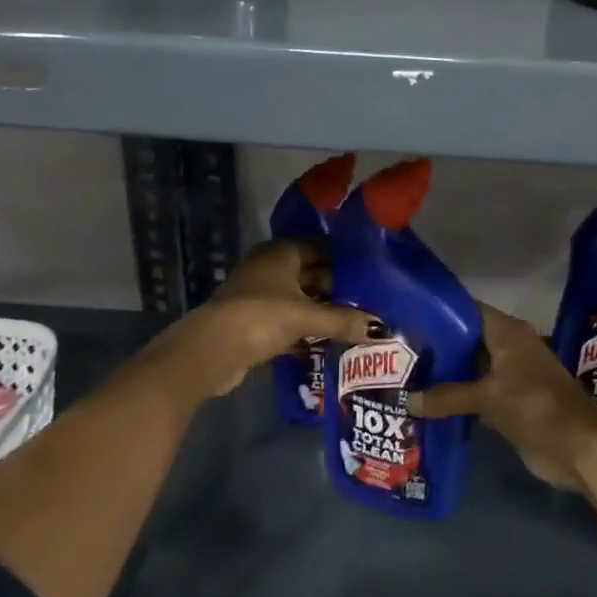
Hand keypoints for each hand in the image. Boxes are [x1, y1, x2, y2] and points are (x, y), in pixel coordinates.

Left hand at [152, 240, 379, 404]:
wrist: (211, 350)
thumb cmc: (261, 316)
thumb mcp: (307, 316)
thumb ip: (343, 321)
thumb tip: (384, 328)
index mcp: (280, 252)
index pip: (320, 246)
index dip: (344, 259)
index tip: (371, 272)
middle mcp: (269, 267)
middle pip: (310, 273)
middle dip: (336, 288)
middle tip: (369, 301)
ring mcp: (258, 294)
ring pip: (299, 298)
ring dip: (321, 310)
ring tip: (355, 322)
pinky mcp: (253, 321)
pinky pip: (287, 319)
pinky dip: (305, 329)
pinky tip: (327, 342)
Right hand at [406, 303, 596, 490]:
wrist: (580, 447)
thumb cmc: (536, 405)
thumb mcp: (488, 397)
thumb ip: (447, 396)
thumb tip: (408, 400)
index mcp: (508, 333)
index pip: (468, 310)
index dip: (441, 312)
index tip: (409, 316)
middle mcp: (509, 348)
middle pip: (467, 341)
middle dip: (438, 347)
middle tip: (400, 351)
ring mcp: (511, 377)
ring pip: (471, 370)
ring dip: (446, 376)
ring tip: (406, 377)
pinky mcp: (511, 404)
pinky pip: (478, 395)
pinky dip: (458, 399)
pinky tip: (429, 405)